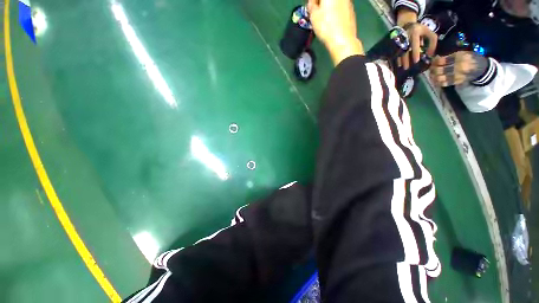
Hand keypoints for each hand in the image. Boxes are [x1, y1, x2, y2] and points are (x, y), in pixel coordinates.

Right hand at [308, 0, 363, 65]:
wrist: (343, 40)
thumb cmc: (326, 27)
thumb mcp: (313, 16)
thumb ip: (311, 6)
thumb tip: (312, 2)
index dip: (312, 2)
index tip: (310, 9)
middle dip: (321, 4)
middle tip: (316, 14)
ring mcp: (348, 2)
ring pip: (335, 3)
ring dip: (328, 8)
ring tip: (323, 20)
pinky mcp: (352, 11)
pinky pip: (340, 9)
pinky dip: (335, 13)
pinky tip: (332, 24)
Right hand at [396, 9, 437, 69]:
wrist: (407, 24)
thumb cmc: (420, 30)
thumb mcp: (429, 33)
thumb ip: (432, 42)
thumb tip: (429, 54)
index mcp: (415, 32)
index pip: (415, 44)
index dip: (415, 53)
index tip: (416, 61)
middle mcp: (406, 36)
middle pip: (405, 49)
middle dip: (406, 59)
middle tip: (407, 68)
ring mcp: (399, 39)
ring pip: (399, 52)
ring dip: (401, 60)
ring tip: (403, 67)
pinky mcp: (396, 43)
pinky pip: (395, 52)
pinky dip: (397, 58)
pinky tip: (399, 64)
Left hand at [429, 51, 488, 86]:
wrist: (481, 68)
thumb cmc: (470, 58)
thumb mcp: (461, 53)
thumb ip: (449, 56)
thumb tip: (435, 58)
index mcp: (459, 57)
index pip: (442, 60)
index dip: (434, 61)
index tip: (432, 61)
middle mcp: (458, 66)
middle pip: (439, 70)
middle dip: (432, 70)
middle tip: (430, 69)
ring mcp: (457, 75)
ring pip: (440, 78)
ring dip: (433, 77)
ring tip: (431, 75)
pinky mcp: (457, 81)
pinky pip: (444, 83)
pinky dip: (437, 82)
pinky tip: (435, 80)